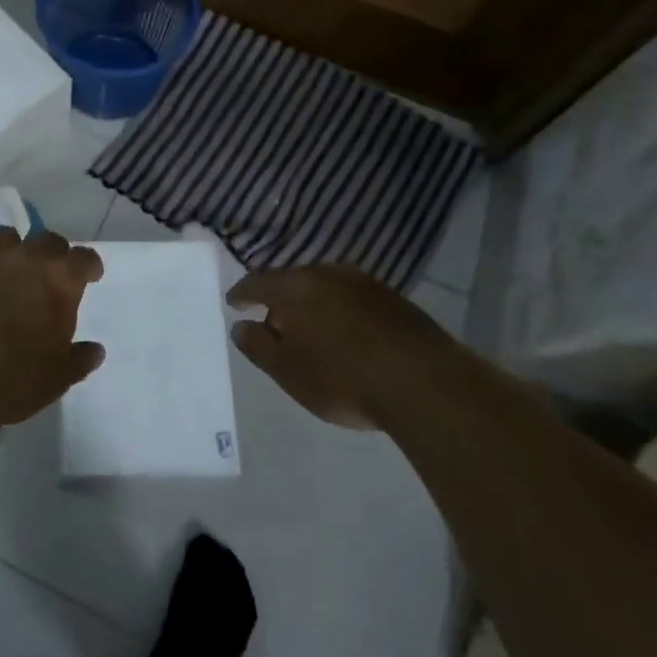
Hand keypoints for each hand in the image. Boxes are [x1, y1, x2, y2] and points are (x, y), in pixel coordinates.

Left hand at [0, 229, 105, 426]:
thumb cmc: (16, 380)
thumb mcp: (59, 377)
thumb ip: (79, 358)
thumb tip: (95, 350)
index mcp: (59, 280)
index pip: (84, 258)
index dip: (89, 266)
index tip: (90, 276)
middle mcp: (26, 258)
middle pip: (47, 240)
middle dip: (53, 254)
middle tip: (49, 274)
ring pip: (6, 237)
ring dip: (12, 250)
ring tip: (8, 271)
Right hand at [227, 264, 445, 429]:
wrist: (422, 383)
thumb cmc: (343, 378)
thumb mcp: (289, 371)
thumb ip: (258, 346)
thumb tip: (240, 326)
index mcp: (296, 286)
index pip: (258, 282)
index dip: (243, 293)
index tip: (233, 303)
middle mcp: (327, 273)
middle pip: (293, 280)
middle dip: (279, 299)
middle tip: (272, 322)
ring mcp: (364, 283)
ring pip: (325, 287)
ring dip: (312, 304)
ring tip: (310, 329)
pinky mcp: (393, 299)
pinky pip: (352, 298)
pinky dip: (340, 311)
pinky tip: (345, 333)